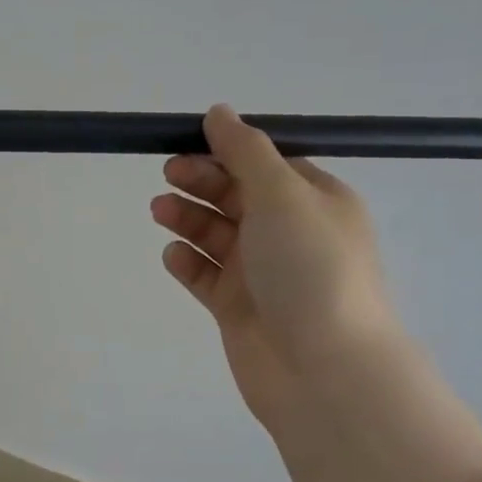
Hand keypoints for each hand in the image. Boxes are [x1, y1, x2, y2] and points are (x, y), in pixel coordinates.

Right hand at [150, 104, 481, 481]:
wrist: (322, 370)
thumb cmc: (309, 270)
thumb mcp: (282, 195)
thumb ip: (245, 151)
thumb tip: (218, 111)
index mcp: (314, 201)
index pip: (265, 164)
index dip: (226, 151)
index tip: (187, 143)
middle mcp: (290, 234)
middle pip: (237, 196)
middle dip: (202, 182)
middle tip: (168, 176)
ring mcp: (263, 274)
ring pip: (216, 235)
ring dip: (188, 219)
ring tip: (160, 212)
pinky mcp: (238, 308)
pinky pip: (206, 277)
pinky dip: (188, 263)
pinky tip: (173, 257)